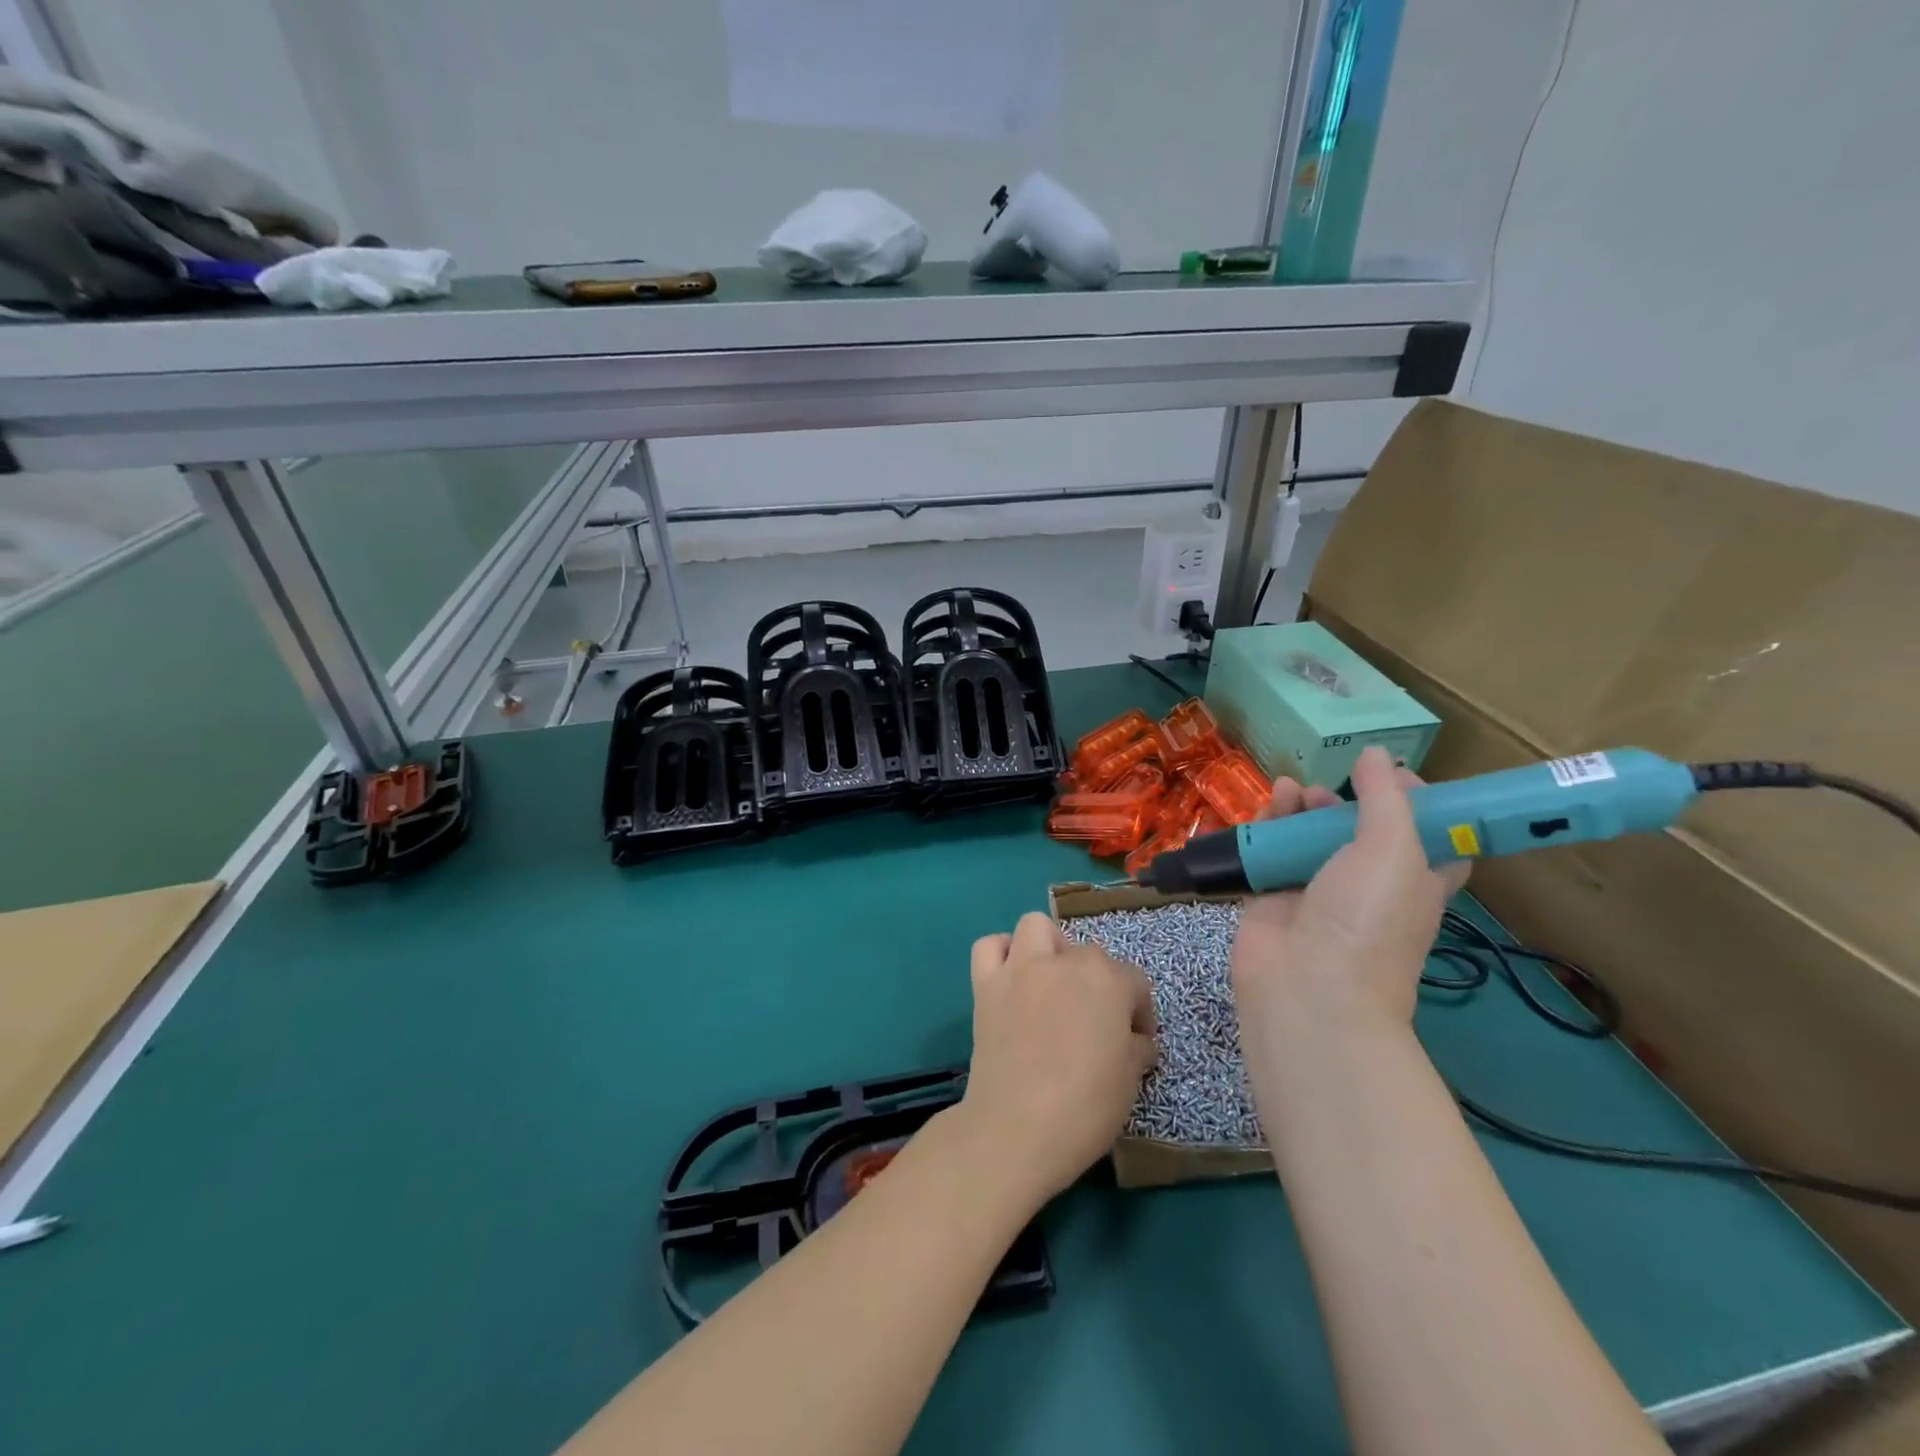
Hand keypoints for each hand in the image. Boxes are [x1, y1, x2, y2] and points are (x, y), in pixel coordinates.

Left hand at [957, 911, 1156, 1207]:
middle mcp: (1064, 962)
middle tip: (1093, 1021)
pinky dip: (1001, 955)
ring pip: (1036, 926)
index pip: (1134, 982)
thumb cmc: (1085, 1107)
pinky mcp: (986, 984)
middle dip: (1097, 982)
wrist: (1016, 1128)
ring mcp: (1020, 968)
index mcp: (1107, 980)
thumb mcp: (1130, 1080)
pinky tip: (1012, 980)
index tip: (1137, 1042)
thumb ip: (1136, 1047)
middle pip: (1089, 954)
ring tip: (1052, 982)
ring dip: (1049, 947)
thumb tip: (1136, 1039)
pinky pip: (989, 947)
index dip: (1139, 1013)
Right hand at [1232, 747, 1469, 1037]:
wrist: (1306, 986)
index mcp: (1415, 881)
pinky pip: (1269, 851)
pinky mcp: (1271, 896)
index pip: (1430, 836)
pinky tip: (1267, 806)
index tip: (1396, 774)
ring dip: (1302, 808)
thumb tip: (1379, 754)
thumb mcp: (1393, 850)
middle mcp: (1367, 885)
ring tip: (1289, 790)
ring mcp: (1315, 891)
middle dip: (1346, 802)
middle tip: (1332, 786)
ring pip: (1309, 837)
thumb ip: (1385, 798)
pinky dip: (1267, 826)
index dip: (1418, 803)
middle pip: (1359, 831)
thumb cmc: (1366, 919)